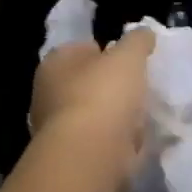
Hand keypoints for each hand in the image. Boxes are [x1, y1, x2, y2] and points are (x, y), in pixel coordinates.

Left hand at [30, 30, 153, 189]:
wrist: (89, 156)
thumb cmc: (103, 95)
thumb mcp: (128, 56)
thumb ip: (137, 41)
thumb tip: (144, 33)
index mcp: (54, 64)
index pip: (81, 49)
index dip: (107, 52)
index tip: (131, 62)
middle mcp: (47, 94)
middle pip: (87, 84)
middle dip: (112, 87)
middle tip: (140, 89)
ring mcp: (57, 129)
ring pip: (94, 116)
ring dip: (116, 118)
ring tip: (143, 118)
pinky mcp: (71, 157)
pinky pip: (100, 143)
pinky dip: (117, 143)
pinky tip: (136, 143)